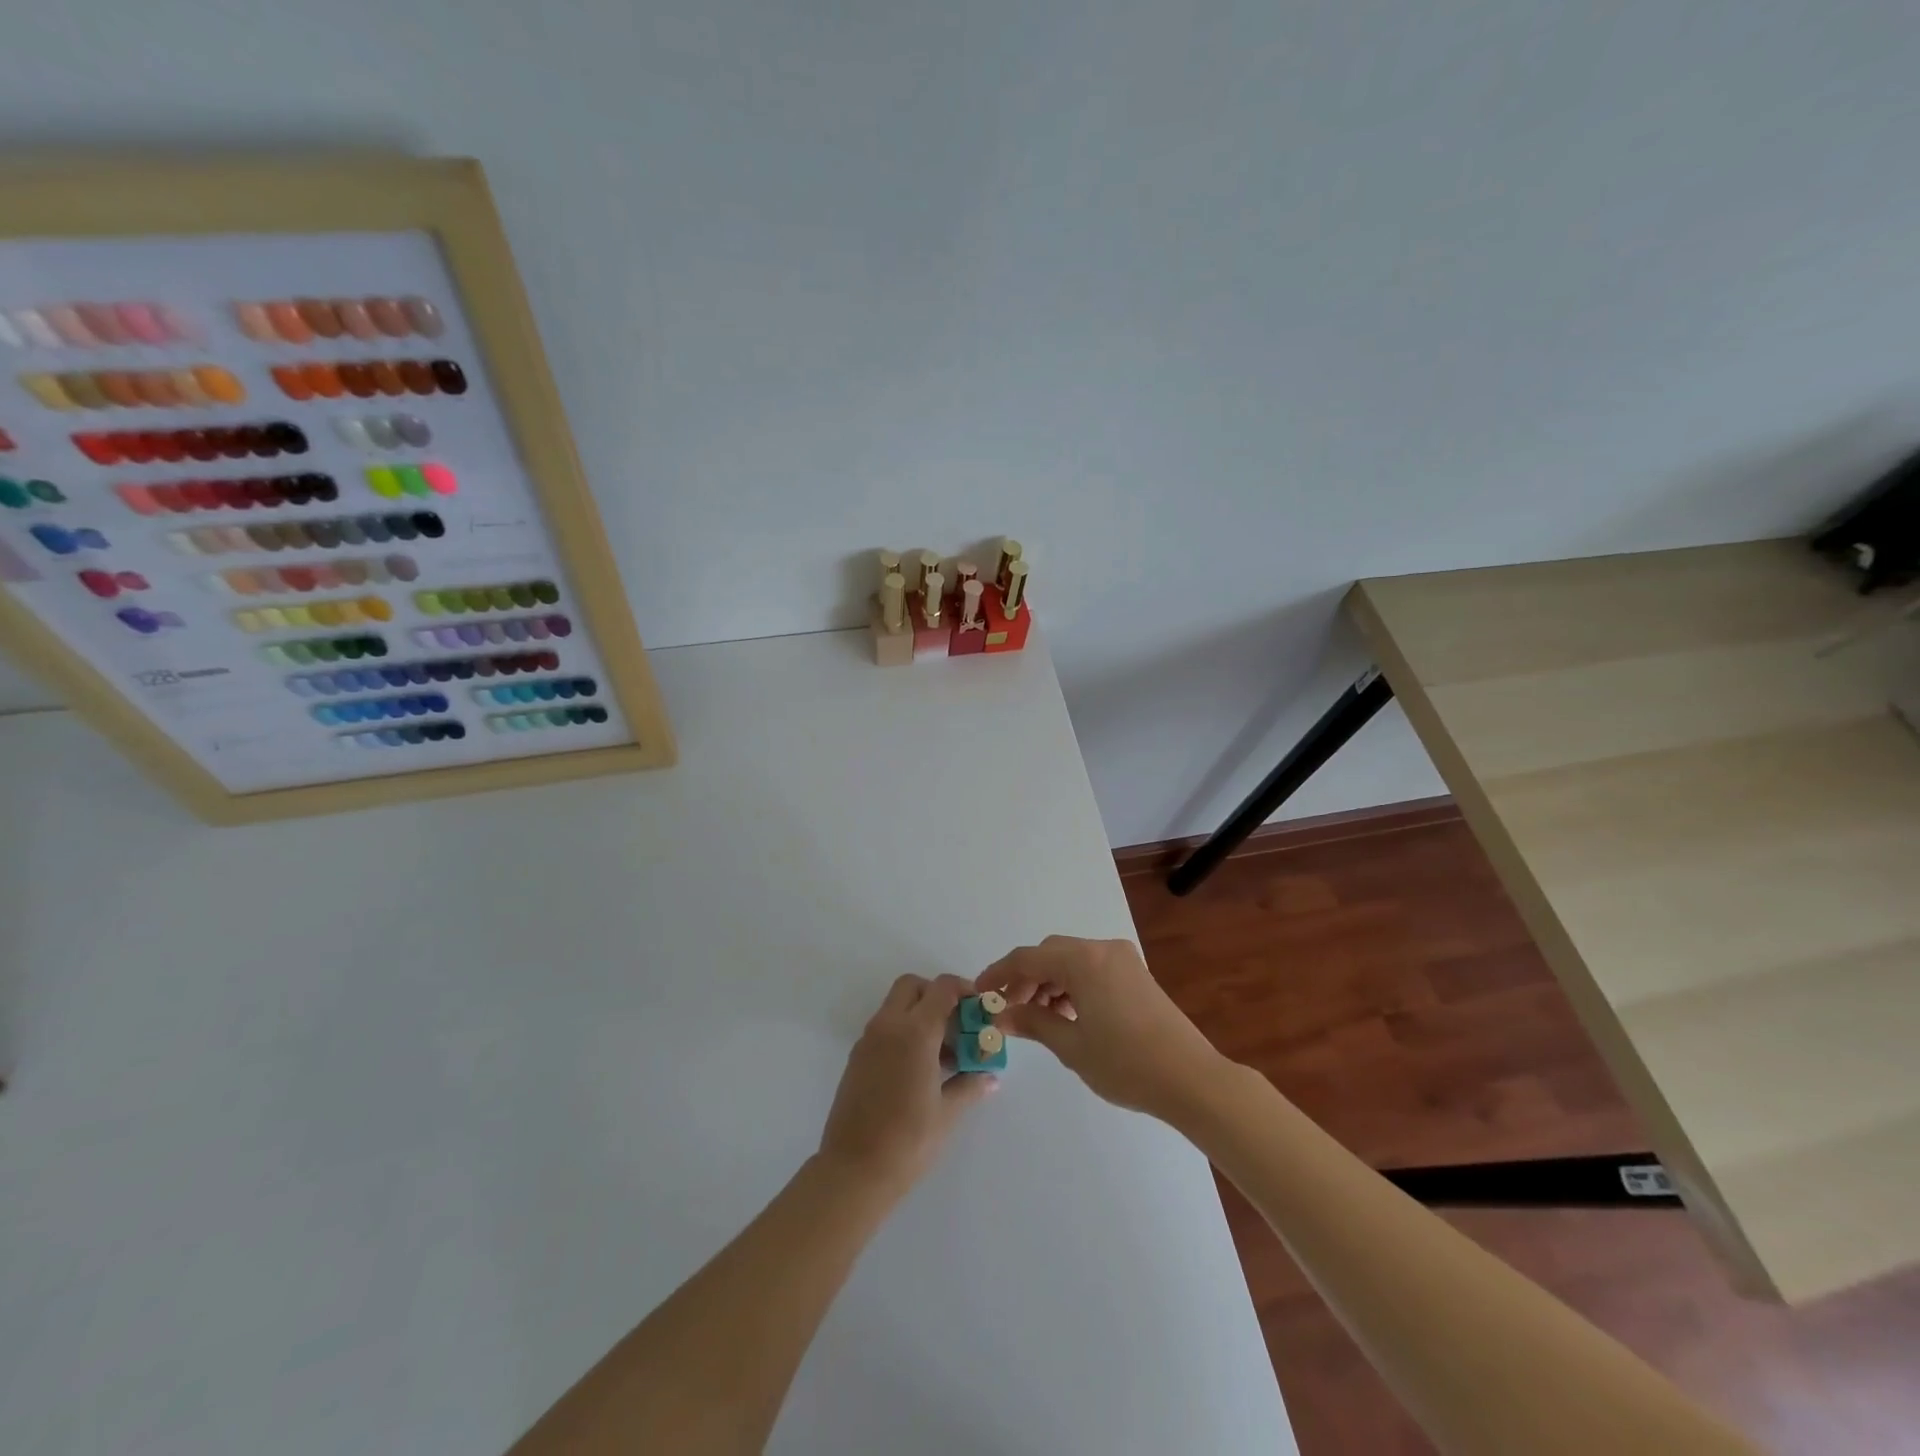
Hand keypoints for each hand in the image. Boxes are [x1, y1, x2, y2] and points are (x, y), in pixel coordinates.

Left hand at [818, 973, 996, 1195]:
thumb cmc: (908, 1141)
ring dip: (919, 1014)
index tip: (978, 1007)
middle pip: (912, 986)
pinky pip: (884, 1028)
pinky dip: (903, 1032)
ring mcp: (868, 1040)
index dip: (964, 989)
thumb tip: (990, 1077)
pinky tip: (919, 1069)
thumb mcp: (948, 1113)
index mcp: (914, 1032)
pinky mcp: (857, 1058)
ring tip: (942, 1054)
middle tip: (956, 1024)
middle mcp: (888, 1026)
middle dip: (936, 995)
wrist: (853, 1171)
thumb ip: (970, 1086)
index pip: (942, 988)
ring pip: (895, 1006)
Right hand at [976, 936, 1225, 1121]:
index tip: (980, 994)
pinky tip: (1067, 1014)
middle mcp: (1102, 949)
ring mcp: (1123, 959)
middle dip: (1025, 978)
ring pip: (1071, 960)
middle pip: (1050, 954)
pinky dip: (1072, 985)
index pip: (1028, 958)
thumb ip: (1033, 1022)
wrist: (1191, 1079)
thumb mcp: (1071, 1045)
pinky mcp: (1135, 974)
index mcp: (1084, 960)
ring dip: (1049, 982)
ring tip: (1036, 1017)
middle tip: (1009, 1010)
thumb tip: (1001, 1015)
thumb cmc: (1126, 1063)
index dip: (999, 974)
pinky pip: (1092, 969)